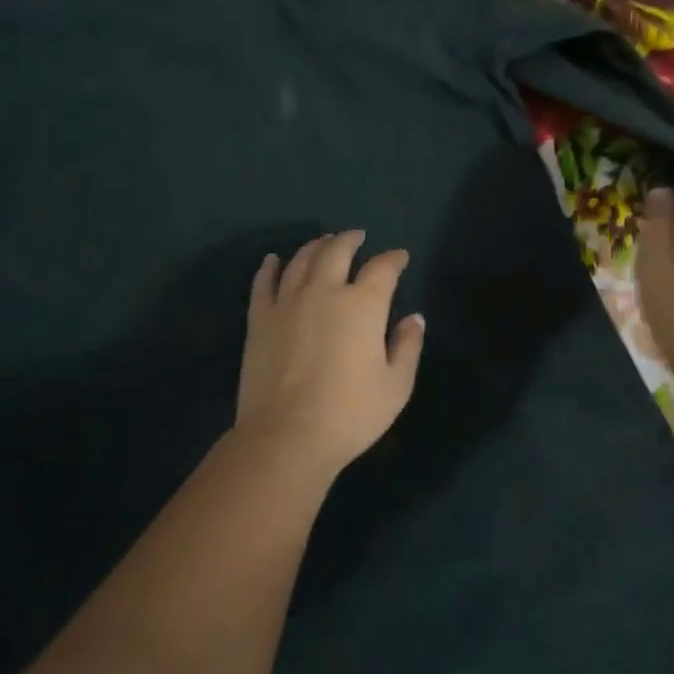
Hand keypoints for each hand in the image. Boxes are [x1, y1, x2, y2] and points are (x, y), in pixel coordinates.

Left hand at [235, 231, 425, 479]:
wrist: (286, 436)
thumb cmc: (349, 414)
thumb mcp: (396, 386)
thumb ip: (408, 346)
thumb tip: (414, 317)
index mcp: (362, 305)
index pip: (382, 268)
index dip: (394, 258)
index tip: (400, 257)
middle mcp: (324, 291)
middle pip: (337, 251)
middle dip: (350, 239)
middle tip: (357, 236)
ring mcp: (287, 302)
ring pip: (301, 260)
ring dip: (315, 246)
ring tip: (323, 242)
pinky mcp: (260, 318)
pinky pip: (263, 282)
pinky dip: (269, 267)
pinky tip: (273, 259)